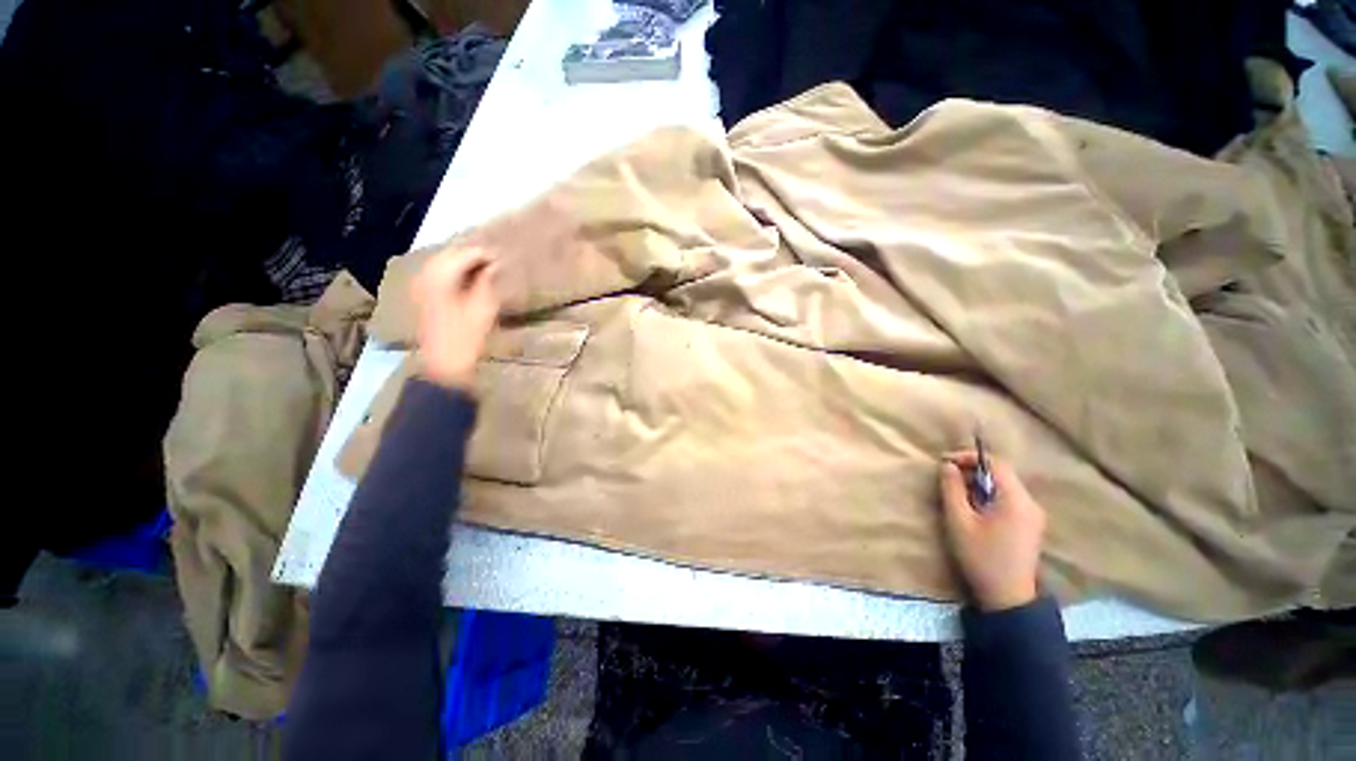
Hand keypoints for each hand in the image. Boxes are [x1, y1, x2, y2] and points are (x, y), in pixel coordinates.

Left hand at [412, 247, 499, 391]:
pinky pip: (438, 273)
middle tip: (495, 262)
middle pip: (450, 254)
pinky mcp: (422, 295)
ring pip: (443, 262)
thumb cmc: (466, 338)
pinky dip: (454, 272)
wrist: (442, 364)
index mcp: (440, 277)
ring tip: (484, 269)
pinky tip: (467, 279)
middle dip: (472, 255)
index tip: (503, 258)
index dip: (485, 254)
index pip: (465, 254)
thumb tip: (494, 265)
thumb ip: (487, 282)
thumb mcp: (483, 308)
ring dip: (463, 263)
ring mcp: (421, 285)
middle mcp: (426, 275)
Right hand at [938, 451, 1045, 611]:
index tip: (944, 461)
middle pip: (1002, 474)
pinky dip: (990, 495)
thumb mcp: (958, 521)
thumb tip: (948, 465)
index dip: (969, 457)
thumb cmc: (981, 557)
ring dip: (980, 483)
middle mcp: (1031, 503)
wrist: (1007, 597)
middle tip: (948, 476)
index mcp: (1016, 500)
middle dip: (973, 470)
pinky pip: (1010, 499)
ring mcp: (1034, 516)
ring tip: (957, 492)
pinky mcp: (1031, 526)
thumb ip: (952, 489)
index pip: (996, 464)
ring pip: (1005, 486)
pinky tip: (975, 507)